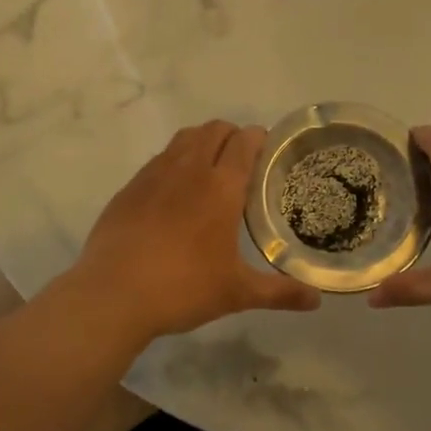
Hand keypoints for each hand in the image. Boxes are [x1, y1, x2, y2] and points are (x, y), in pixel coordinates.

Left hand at [64, 121, 320, 341]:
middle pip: (214, 130)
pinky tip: (174, 195)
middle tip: (243, 163)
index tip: (268, 152)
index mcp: (221, 187)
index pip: (245, 141)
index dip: (259, 138)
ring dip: (202, 143)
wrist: (113, 295)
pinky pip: (158, 160)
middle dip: (232, 136)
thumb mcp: (237, 293)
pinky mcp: (129, 188)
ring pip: (184, 139)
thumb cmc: (183, 288)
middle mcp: (188, 170)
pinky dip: (174, 163)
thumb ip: (280, 293)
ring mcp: (154, 175)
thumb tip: (317, 300)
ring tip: (209, 171)